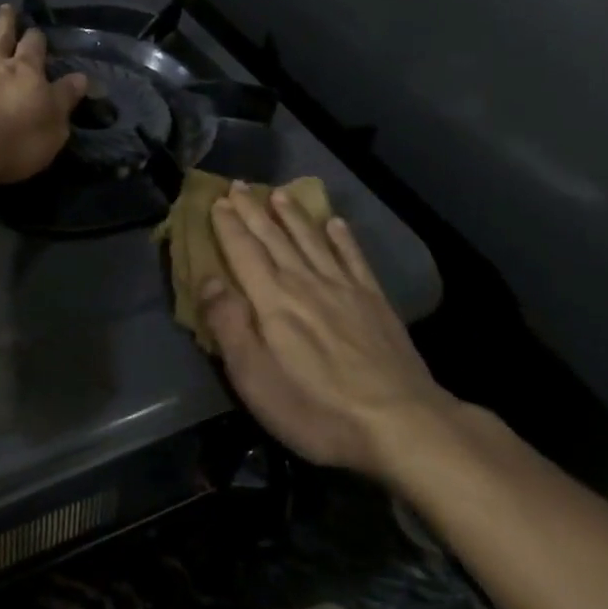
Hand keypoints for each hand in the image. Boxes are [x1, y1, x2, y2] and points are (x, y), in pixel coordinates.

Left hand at [0, 0, 87, 185]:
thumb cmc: (17, 142)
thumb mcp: (55, 125)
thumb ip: (65, 99)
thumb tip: (81, 79)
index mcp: (26, 73)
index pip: (34, 49)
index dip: (36, 40)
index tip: (37, 32)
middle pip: (1, 37)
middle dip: (6, 21)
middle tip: (7, 6)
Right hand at [202, 183, 458, 478]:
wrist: (400, 423)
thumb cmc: (316, 408)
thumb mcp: (255, 378)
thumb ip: (228, 324)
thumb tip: (207, 279)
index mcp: (272, 300)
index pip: (243, 251)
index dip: (228, 225)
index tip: (217, 200)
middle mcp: (305, 282)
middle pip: (274, 238)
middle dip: (254, 211)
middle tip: (239, 185)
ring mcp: (344, 288)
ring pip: (312, 240)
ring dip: (293, 216)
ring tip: (279, 194)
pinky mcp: (374, 301)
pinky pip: (353, 257)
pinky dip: (342, 238)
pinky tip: (336, 224)